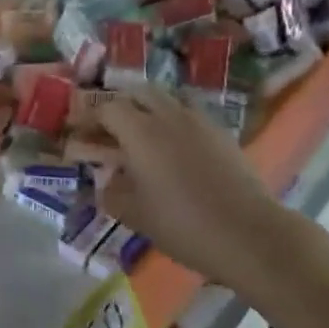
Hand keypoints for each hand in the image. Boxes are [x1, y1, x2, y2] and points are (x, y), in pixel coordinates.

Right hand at [98, 87, 288, 287]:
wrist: (250, 234)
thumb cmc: (184, 225)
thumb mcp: (136, 216)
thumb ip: (112, 194)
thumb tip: (104, 183)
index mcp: (140, 131)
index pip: (107, 109)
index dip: (89, 118)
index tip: (78, 132)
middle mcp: (167, 115)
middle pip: (138, 93)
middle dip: (120, 106)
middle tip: (110, 130)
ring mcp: (198, 120)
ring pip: (166, 99)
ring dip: (148, 109)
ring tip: (142, 135)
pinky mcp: (221, 133)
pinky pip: (189, 114)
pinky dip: (173, 121)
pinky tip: (174, 149)